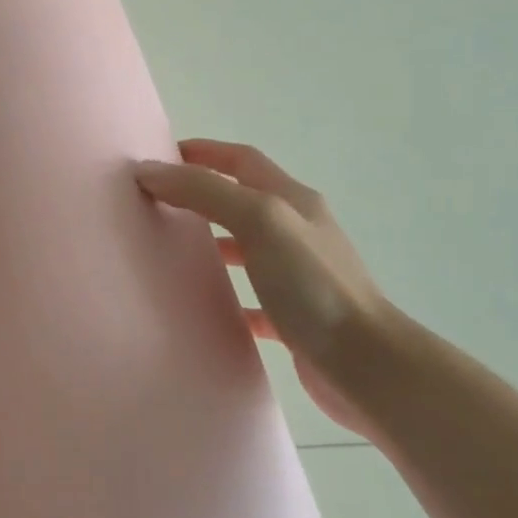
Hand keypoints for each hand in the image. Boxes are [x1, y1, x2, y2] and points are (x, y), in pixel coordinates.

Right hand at [135, 138, 387, 433]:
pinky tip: (207, 308)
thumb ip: (205, 192)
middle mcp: (298, 232)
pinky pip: (255, 299)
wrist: (368, 365)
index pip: (243, 160)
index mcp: (293, 201)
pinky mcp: (297, 317)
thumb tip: (150, 171)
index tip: (161, 156)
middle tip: (158, 203)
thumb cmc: (313, 284)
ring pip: (248, 248)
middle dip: (202, 195)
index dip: (204, 152)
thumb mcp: (259, 221)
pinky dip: (230, 297)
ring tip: (175, 251)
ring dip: (214, 242)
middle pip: (244, 200)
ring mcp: (300, 275)